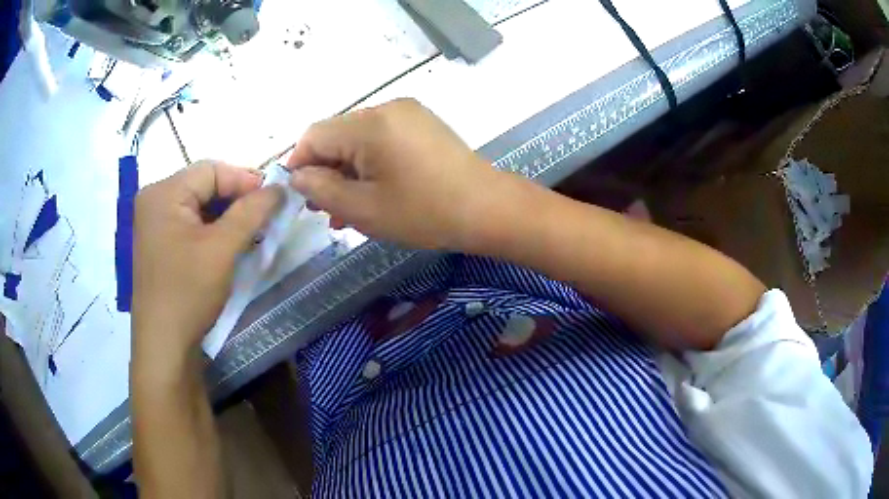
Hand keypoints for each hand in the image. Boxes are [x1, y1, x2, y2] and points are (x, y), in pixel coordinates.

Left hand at [132, 162, 282, 367]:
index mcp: (163, 193)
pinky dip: (211, 229)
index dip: (244, 179)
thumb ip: (252, 211)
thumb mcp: (222, 249)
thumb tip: (280, 187)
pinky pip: (189, 224)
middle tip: (264, 215)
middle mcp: (154, 200)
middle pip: (203, 186)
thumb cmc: (188, 292)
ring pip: (198, 206)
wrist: (164, 345)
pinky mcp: (158, 244)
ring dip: (226, 215)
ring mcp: (153, 224)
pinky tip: (228, 244)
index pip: (210, 171)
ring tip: (251, 231)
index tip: (274, 197)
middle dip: (235, 198)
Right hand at [287, 98, 503, 249]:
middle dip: (326, 171)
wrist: (488, 209)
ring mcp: (408, 114)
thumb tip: (297, 176)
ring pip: (358, 140)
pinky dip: (370, 164)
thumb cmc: (424, 213)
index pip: (314, 135)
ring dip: (347, 171)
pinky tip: (371, 192)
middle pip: (336, 135)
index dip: (300, 164)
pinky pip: (382, 139)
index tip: (301, 196)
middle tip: (326, 210)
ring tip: (346, 211)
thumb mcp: (363, 208)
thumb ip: (321, 189)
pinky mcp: (422, 124)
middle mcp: (386, 108)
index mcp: (369, 124)